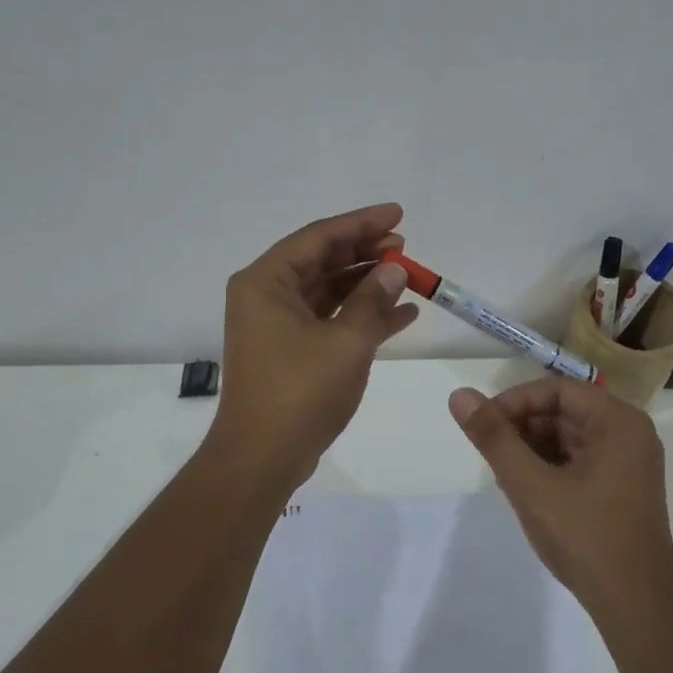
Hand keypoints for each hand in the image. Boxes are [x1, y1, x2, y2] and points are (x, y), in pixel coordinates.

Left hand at [210, 204, 418, 484]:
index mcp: (266, 282)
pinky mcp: (291, 351)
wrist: (263, 457)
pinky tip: (401, 314)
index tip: (397, 214)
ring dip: (367, 284)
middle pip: (322, 260)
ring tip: (408, 276)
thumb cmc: (300, 391)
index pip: (318, 237)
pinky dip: (361, 315)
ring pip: (328, 291)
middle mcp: (266, 296)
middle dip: (365, 252)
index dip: (361, 223)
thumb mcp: (346, 342)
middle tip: (404, 246)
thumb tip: (395, 269)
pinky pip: (329, 320)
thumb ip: (373, 299)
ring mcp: (277, 325)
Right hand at [448, 378, 672, 616]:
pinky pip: (580, 460)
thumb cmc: (585, 537)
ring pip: (569, 437)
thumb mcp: (531, 485)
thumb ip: (494, 438)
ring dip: (533, 449)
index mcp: (618, 422)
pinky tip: (528, 491)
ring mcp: (629, 463)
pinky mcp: (622, 487)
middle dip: (524, 428)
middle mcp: (629, 434)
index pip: (558, 390)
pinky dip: (550, 467)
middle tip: (492, 455)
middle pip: (565, 411)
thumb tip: (460, 395)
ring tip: (506, 476)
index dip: (516, 402)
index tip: (485, 426)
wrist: (636, 605)